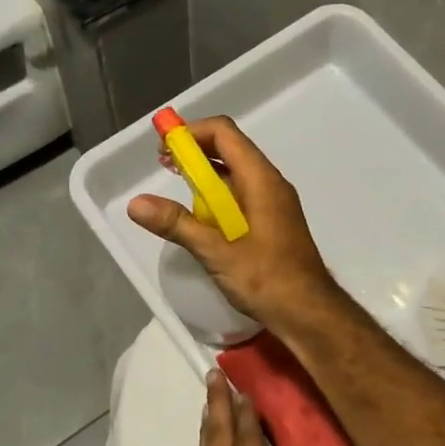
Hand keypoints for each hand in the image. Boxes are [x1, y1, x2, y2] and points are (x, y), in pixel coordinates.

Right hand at [127, 116, 342, 333]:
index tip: (164, 150)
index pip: (224, 133)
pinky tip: (201, 217)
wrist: (308, 313)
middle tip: (164, 167)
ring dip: (205, 175)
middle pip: (229, 148)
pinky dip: (217, 195)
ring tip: (177, 191)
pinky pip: (241, 193)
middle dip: (194, 152)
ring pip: (235, 172)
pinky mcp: (272, 220)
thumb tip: (136, 203)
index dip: (192, 132)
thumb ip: (177, 224)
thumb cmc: (266, 279)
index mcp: (261, 179)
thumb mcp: (216, 252)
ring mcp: (273, 202)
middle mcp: (269, 182)